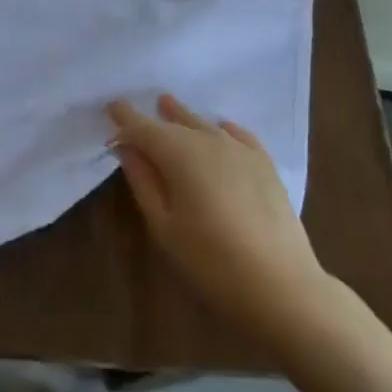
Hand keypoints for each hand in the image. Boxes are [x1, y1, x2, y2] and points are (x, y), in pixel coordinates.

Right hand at [107, 94, 334, 346]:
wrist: (282, 286)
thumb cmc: (210, 261)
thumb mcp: (163, 226)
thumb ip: (143, 181)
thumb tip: (127, 149)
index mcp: (179, 153)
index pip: (143, 127)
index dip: (124, 117)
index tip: (110, 107)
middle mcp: (209, 140)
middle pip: (174, 122)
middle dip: (153, 118)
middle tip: (135, 114)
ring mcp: (241, 150)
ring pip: (204, 124)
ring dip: (183, 117)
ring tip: (169, 105)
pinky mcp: (265, 165)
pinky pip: (238, 135)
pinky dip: (222, 128)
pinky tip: (221, 129)